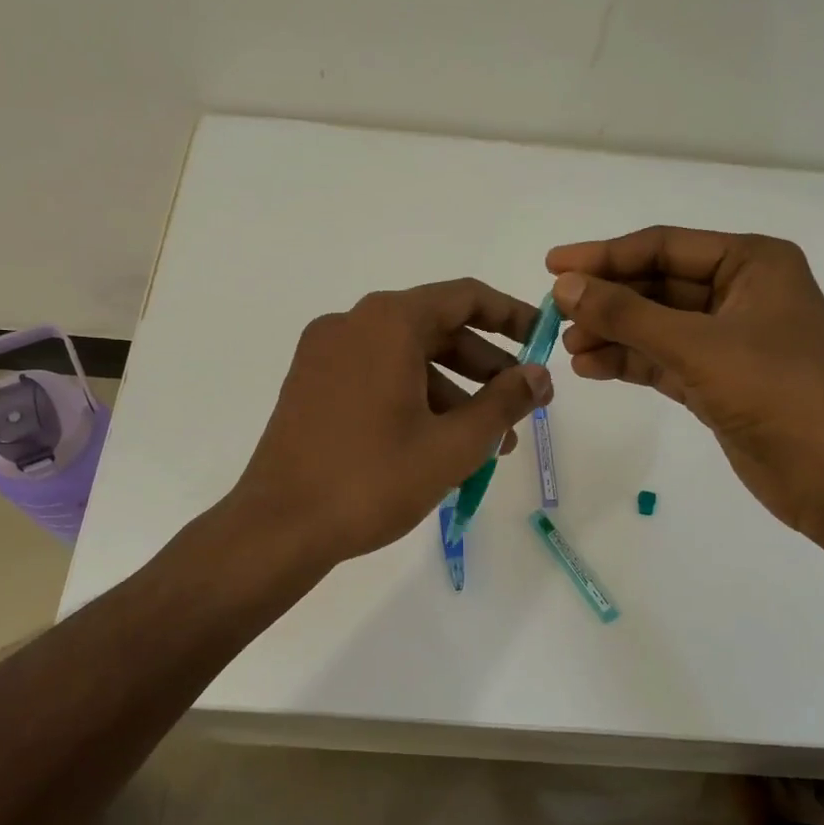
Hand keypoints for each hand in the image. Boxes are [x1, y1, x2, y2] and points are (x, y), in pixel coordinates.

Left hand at [232, 279, 553, 563]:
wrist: (279, 526)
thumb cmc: (372, 480)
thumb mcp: (452, 444)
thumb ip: (504, 403)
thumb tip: (539, 376)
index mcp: (387, 322)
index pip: (464, 298)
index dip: (512, 316)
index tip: (544, 342)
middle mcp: (352, 324)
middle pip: (436, 328)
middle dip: (485, 367)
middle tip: (520, 406)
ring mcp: (324, 354)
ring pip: (406, 358)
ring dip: (453, 392)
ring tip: (488, 442)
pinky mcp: (310, 385)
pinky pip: (377, 376)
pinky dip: (414, 398)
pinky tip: (439, 443)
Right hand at [547, 227, 823, 535]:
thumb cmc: (776, 392)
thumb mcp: (696, 345)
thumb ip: (627, 314)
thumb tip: (565, 286)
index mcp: (751, 263)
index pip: (664, 247)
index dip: (604, 255)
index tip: (552, 266)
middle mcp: (740, 293)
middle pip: (657, 286)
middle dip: (607, 300)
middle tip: (554, 313)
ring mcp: (729, 340)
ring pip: (656, 326)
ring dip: (612, 334)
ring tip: (567, 347)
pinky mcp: (719, 381)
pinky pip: (663, 360)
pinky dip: (629, 362)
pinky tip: (591, 368)